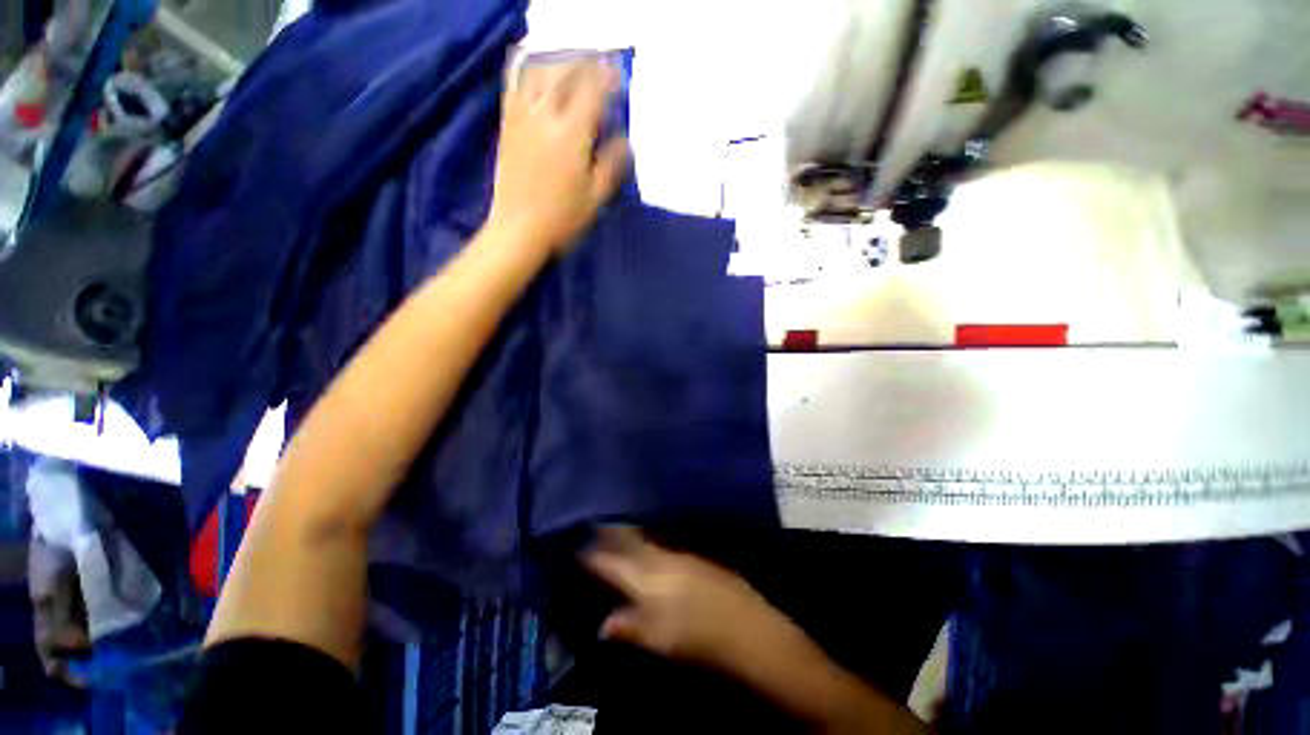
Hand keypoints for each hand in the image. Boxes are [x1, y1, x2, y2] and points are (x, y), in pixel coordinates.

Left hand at [488, 58, 629, 256]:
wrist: (519, 229)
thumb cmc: (562, 218)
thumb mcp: (596, 197)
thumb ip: (612, 165)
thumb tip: (626, 141)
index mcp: (572, 134)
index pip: (593, 91)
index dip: (607, 78)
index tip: (617, 77)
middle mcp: (546, 116)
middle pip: (565, 73)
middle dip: (584, 65)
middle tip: (598, 69)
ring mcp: (522, 118)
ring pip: (540, 73)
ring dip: (559, 66)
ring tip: (572, 71)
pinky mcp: (507, 125)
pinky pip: (515, 87)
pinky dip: (529, 74)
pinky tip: (540, 80)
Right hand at [583, 528, 792, 671]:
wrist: (742, 625)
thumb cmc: (694, 636)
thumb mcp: (655, 638)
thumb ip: (627, 626)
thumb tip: (604, 623)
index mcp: (645, 577)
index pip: (612, 562)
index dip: (593, 556)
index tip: (579, 548)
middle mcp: (659, 558)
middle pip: (629, 542)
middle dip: (611, 534)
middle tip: (597, 525)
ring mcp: (678, 554)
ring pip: (646, 539)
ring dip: (630, 535)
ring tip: (618, 528)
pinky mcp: (693, 556)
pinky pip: (663, 542)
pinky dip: (650, 540)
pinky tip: (650, 543)